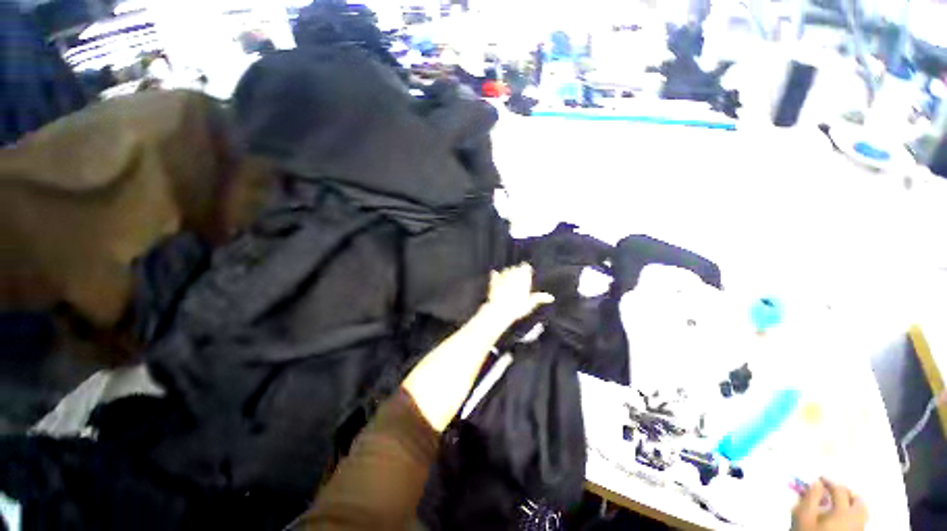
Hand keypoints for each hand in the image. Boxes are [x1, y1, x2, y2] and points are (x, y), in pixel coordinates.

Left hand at [482, 264, 553, 325]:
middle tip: (517, 276)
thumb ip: (539, 298)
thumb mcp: (530, 304)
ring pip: (506, 270)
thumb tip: (551, 297)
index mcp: (523, 279)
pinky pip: (494, 274)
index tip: (526, 271)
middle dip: (516, 271)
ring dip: (507, 272)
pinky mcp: (494, 281)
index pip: (525, 267)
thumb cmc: (517, 308)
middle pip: (516, 268)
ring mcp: (503, 277)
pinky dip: (495, 274)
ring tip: (508, 277)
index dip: (525, 269)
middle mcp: (513, 275)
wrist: (500, 310)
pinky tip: (495, 274)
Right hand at [792, 478, 867, 530]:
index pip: (839, 490)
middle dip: (847, 492)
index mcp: (844, 511)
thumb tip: (816, 484)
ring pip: (862, 512)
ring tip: (839, 503)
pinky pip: (859, 520)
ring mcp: (859, 529)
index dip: (830, 482)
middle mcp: (856, 518)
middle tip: (834, 489)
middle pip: (858, 501)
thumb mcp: (804, 515)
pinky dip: (852, 514)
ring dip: (851, 504)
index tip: (820, 479)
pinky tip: (841, 517)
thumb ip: (810, 497)